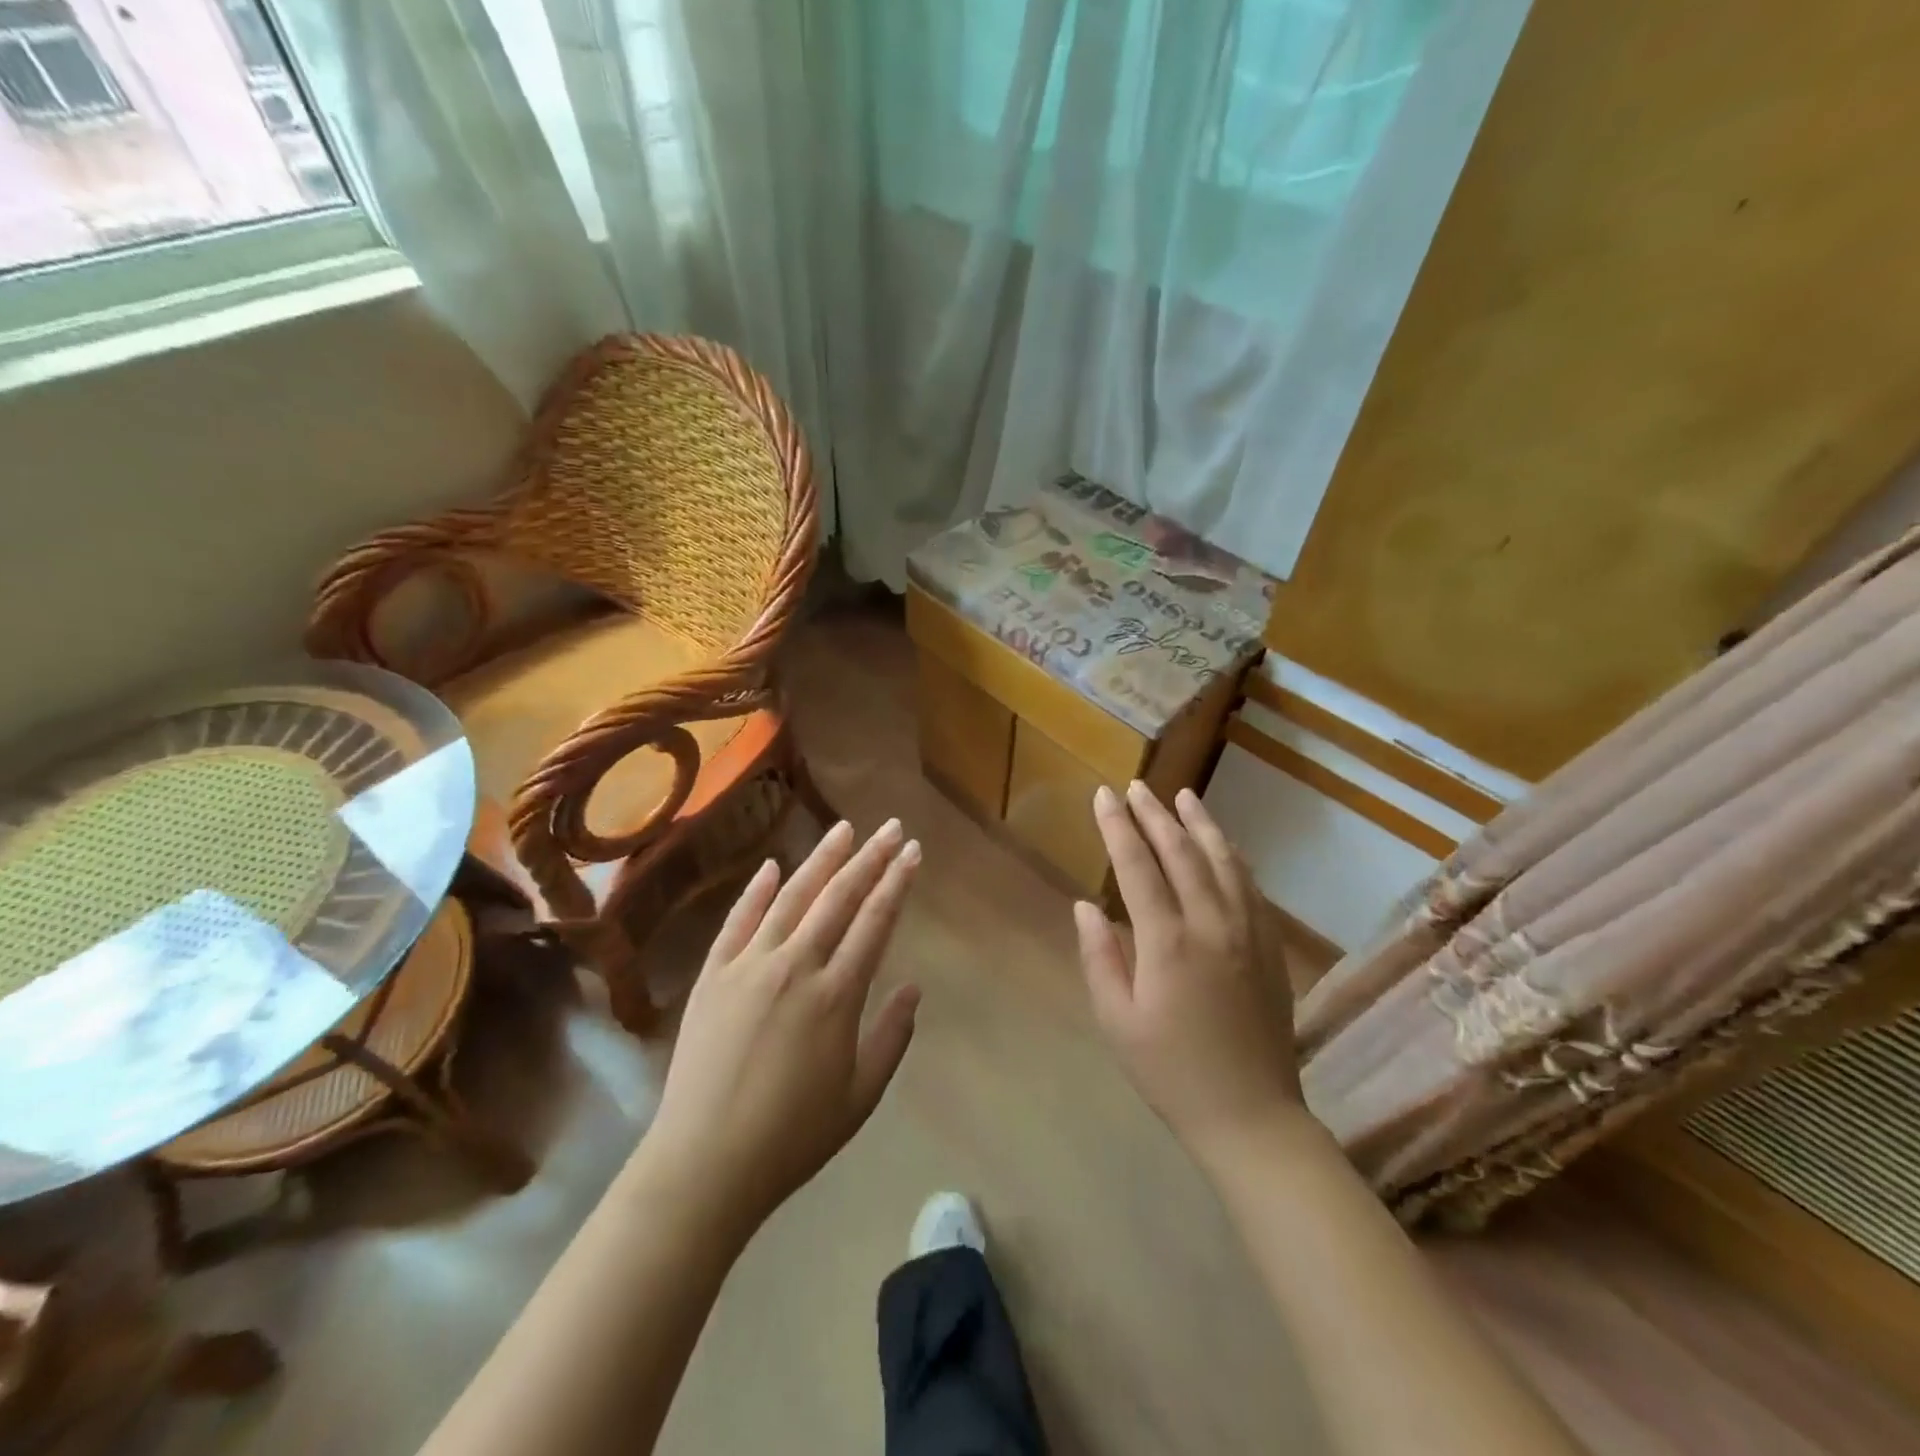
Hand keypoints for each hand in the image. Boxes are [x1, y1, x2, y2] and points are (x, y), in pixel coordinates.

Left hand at [642, 819, 921, 1233]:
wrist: (704, 1163)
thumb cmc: (793, 1135)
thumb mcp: (861, 1095)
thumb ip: (892, 1036)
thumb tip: (913, 986)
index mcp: (837, 994)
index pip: (875, 921)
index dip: (896, 882)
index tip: (911, 851)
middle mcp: (796, 965)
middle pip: (839, 897)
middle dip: (869, 858)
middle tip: (890, 827)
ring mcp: (749, 965)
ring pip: (792, 897)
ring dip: (821, 860)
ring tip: (843, 829)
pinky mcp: (714, 975)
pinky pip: (738, 921)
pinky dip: (756, 890)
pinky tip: (772, 866)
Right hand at [1077, 782, 1303, 1164]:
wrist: (1251, 1116)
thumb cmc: (1171, 1072)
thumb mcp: (1117, 1021)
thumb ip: (1099, 957)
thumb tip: (1086, 905)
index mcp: (1168, 943)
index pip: (1138, 867)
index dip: (1118, 827)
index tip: (1104, 796)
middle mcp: (1211, 925)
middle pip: (1182, 853)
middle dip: (1155, 815)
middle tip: (1137, 787)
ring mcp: (1248, 932)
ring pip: (1223, 861)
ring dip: (1200, 824)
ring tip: (1182, 796)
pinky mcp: (1269, 947)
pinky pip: (1250, 886)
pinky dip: (1232, 856)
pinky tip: (1222, 844)